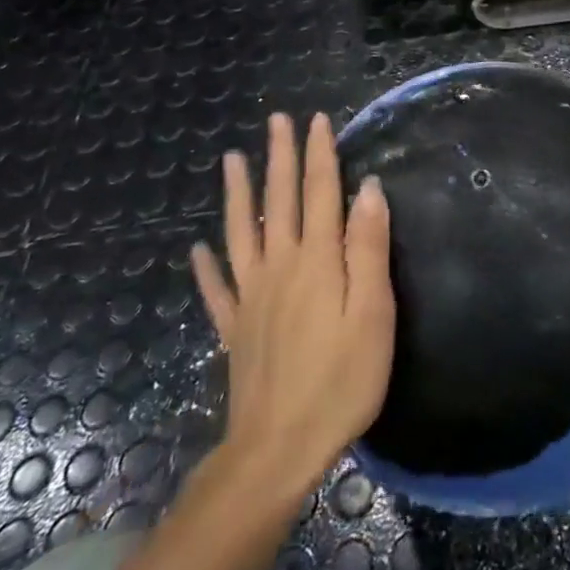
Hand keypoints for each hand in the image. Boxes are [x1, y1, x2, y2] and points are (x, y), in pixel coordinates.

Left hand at [190, 112, 394, 501]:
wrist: (277, 448)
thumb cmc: (341, 380)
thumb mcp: (373, 313)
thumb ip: (368, 249)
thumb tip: (367, 190)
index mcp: (317, 261)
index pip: (320, 193)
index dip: (320, 154)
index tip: (318, 120)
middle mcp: (280, 267)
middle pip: (280, 201)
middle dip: (280, 157)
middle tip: (277, 120)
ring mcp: (251, 297)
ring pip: (242, 233)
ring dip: (239, 194)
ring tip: (233, 160)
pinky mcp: (235, 328)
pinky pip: (217, 289)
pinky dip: (206, 266)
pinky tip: (197, 248)